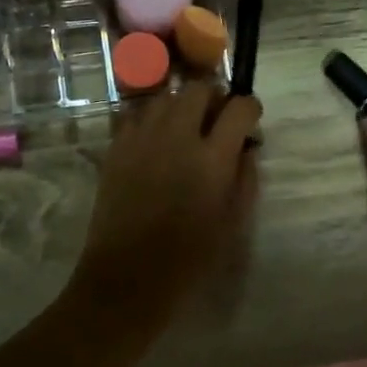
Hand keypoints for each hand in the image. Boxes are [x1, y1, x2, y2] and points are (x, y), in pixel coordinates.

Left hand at [73, 82, 262, 320]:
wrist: (127, 278)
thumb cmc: (189, 258)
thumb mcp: (233, 223)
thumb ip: (245, 177)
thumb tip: (246, 147)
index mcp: (212, 158)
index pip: (240, 107)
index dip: (250, 108)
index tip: (250, 122)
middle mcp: (177, 136)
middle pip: (199, 88)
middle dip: (215, 98)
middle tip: (216, 121)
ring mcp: (142, 138)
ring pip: (165, 96)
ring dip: (182, 105)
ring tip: (185, 128)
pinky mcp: (116, 147)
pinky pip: (136, 113)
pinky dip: (151, 118)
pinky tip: (155, 140)